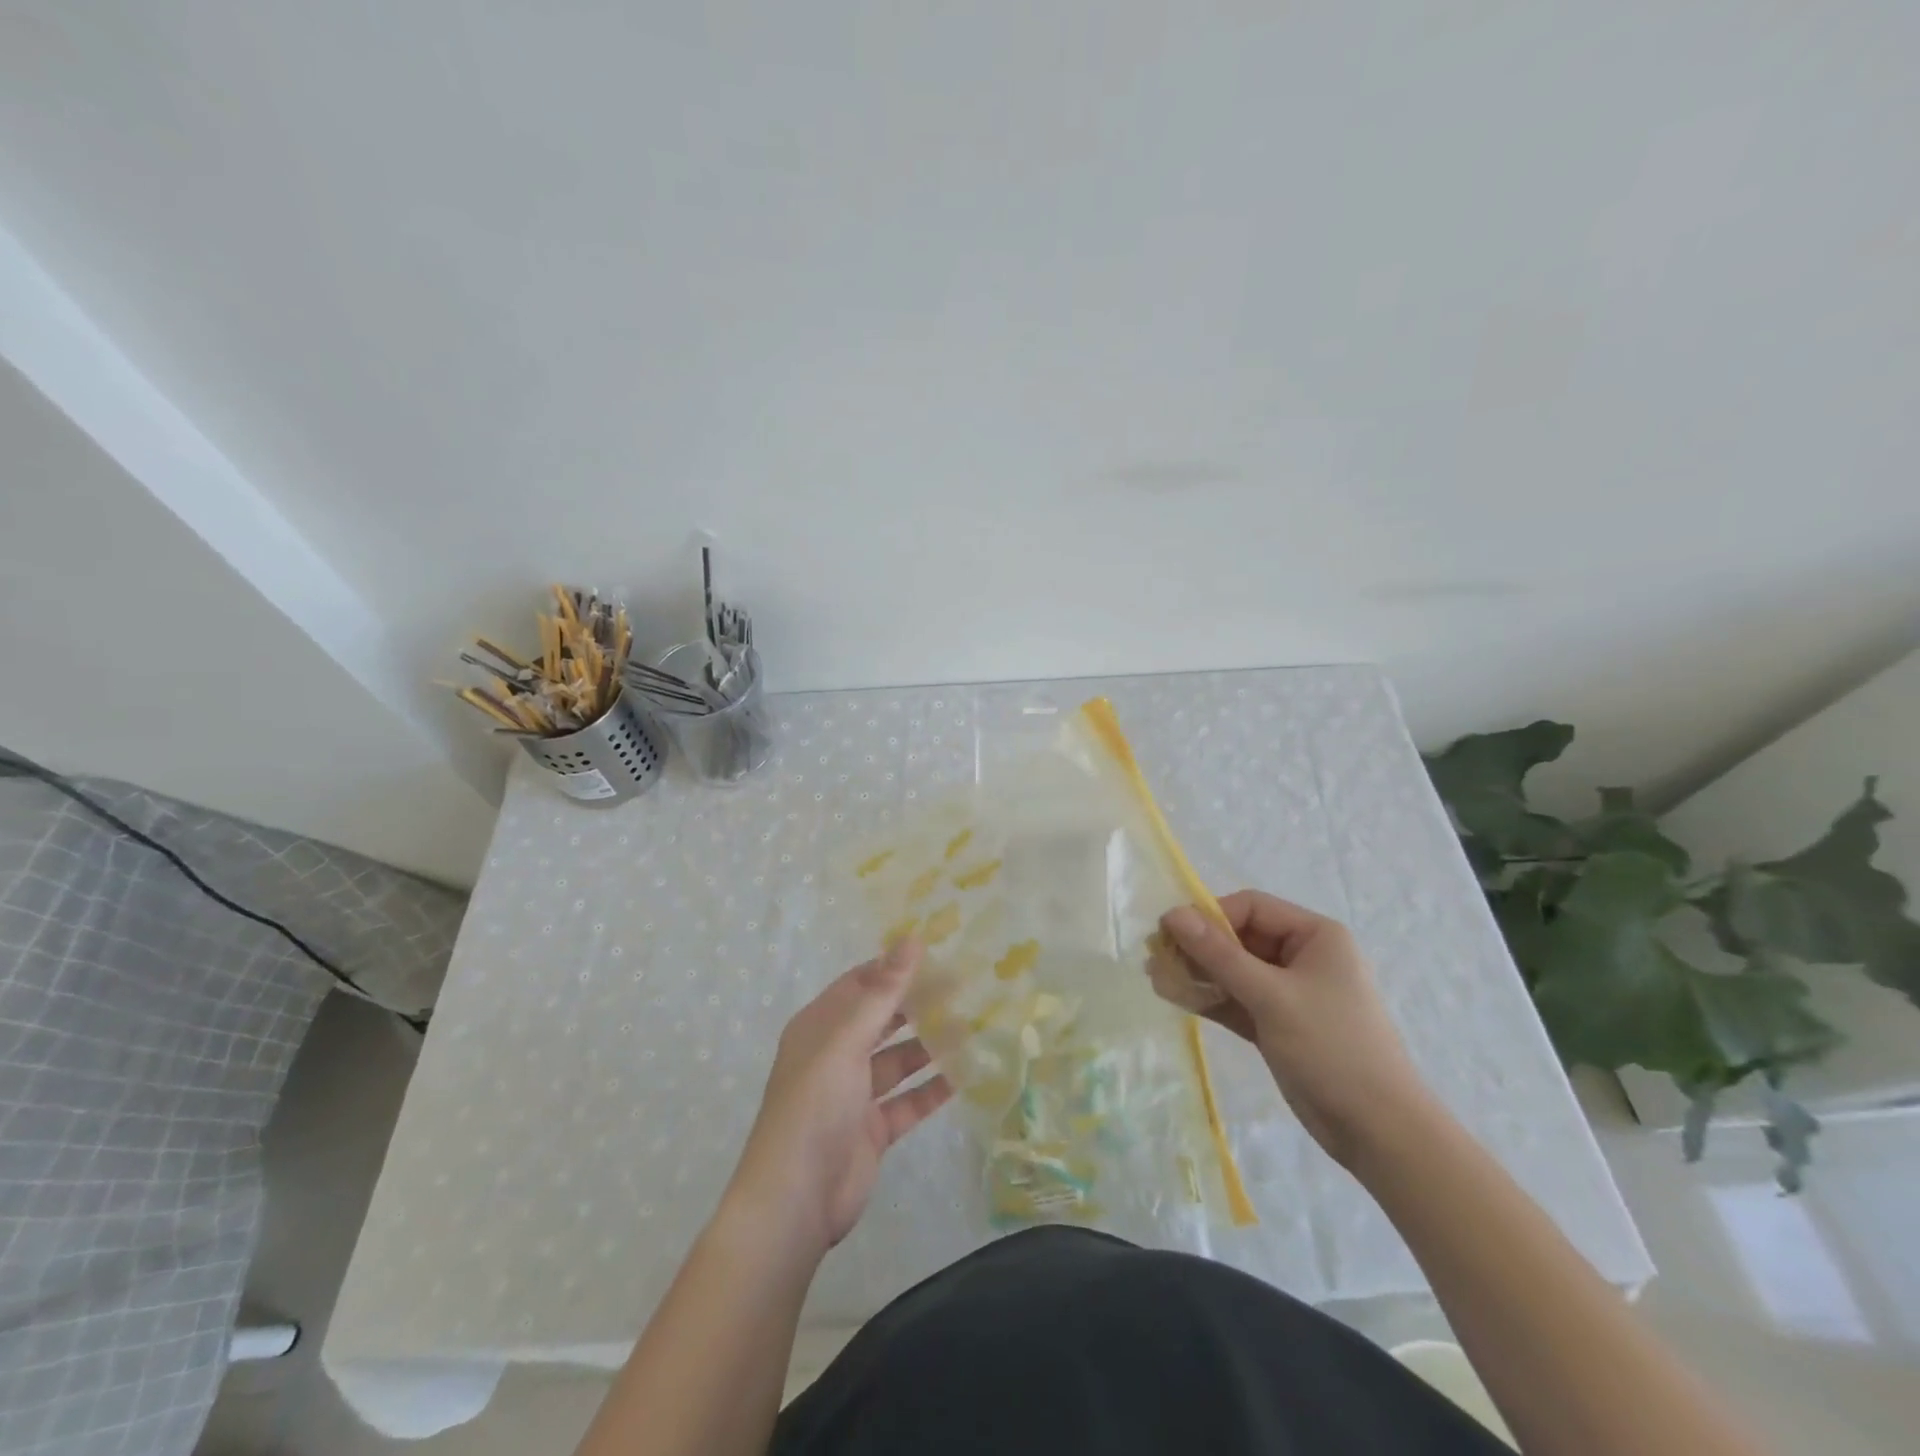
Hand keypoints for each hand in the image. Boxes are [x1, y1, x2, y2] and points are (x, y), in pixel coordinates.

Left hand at [721, 940, 952, 1260]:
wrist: (795, 1200)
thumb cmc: (815, 1105)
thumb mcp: (847, 1040)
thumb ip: (883, 992)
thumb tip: (913, 938)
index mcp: (820, 1027)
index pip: (860, 984)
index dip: (894, 968)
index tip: (937, 954)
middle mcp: (836, 1055)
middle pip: (882, 1020)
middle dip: (918, 1005)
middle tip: (964, 989)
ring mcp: (854, 1094)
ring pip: (898, 1060)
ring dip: (930, 1046)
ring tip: (972, 1027)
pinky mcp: (872, 1129)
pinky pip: (908, 1101)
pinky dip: (932, 1089)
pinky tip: (966, 1075)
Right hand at [1158, 891, 1434, 1168]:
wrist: (1380, 1133)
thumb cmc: (1332, 1049)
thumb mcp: (1271, 996)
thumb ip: (1219, 955)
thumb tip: (1172, 914)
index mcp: (1315, 936)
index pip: (1251, 908)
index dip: (1209, 916)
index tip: (1170, 933)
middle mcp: (1302, 956)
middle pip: (1239, 938)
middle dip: (1198, 947)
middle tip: (1155, 958)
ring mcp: (1289, 992)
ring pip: (1233, 971)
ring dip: (1197, 973)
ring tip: (1156, 977)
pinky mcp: (1278, 1023)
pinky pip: (1236, 999)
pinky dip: (1209, 998)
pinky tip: (1174, 996)